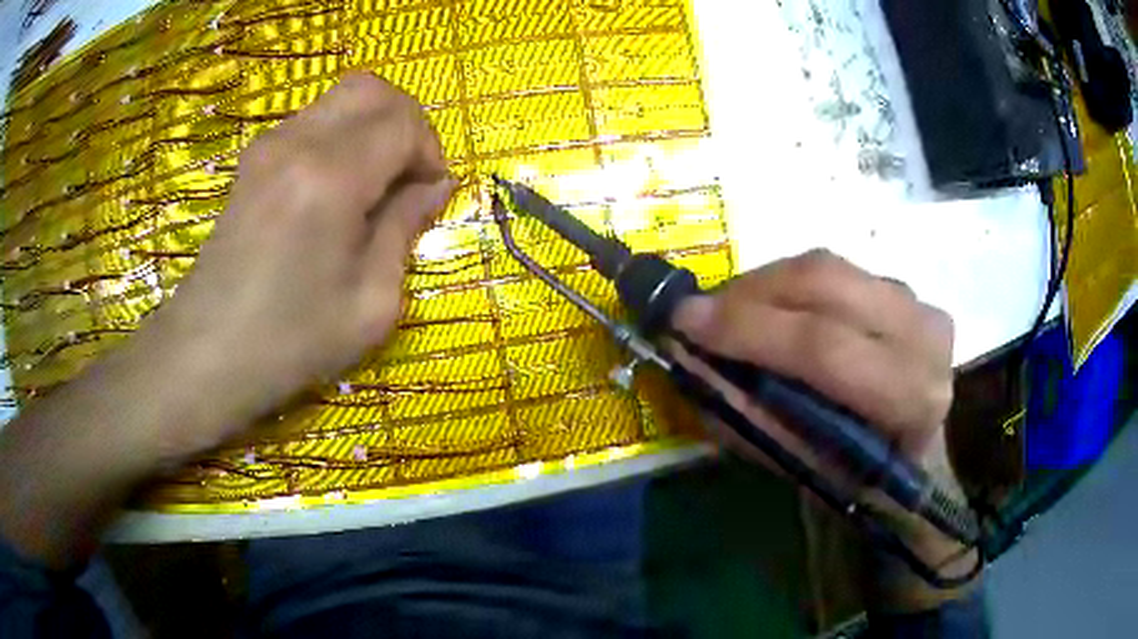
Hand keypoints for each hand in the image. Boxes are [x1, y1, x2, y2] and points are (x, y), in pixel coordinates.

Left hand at [142, 72, 454, 453]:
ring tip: (374, 186)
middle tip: (409, 176)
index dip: (430, 151)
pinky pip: (312, 121)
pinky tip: (337, 189)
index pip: (402, 121)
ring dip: (372, 128)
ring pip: (340, 98)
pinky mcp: (253, 161)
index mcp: (331, 177)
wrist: (207, 354)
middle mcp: (298, 142)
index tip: (431, 194)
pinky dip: (341, 137)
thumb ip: (406, 228)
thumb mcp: (371, 302)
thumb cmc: (291, 341)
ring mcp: (268, 146)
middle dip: (406, 123)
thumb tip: (435, 186)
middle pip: (372, 89)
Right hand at [672, 249, 974, 606]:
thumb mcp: (804, 468)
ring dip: (766, 285)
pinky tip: (769, 307)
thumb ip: (752, 418)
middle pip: (825, 284)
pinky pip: (835, 269)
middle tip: (700, 312)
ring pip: (827, 267)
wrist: (918, 459)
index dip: (750, 330)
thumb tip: (693, 366)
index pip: (824, 347)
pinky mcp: (905, 288)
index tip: (685, 323)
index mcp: (910, 396)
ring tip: (730, 312)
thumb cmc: (864, 479)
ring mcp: (918, 302)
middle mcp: (924, 334)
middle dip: (749, 293)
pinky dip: (791, 284)